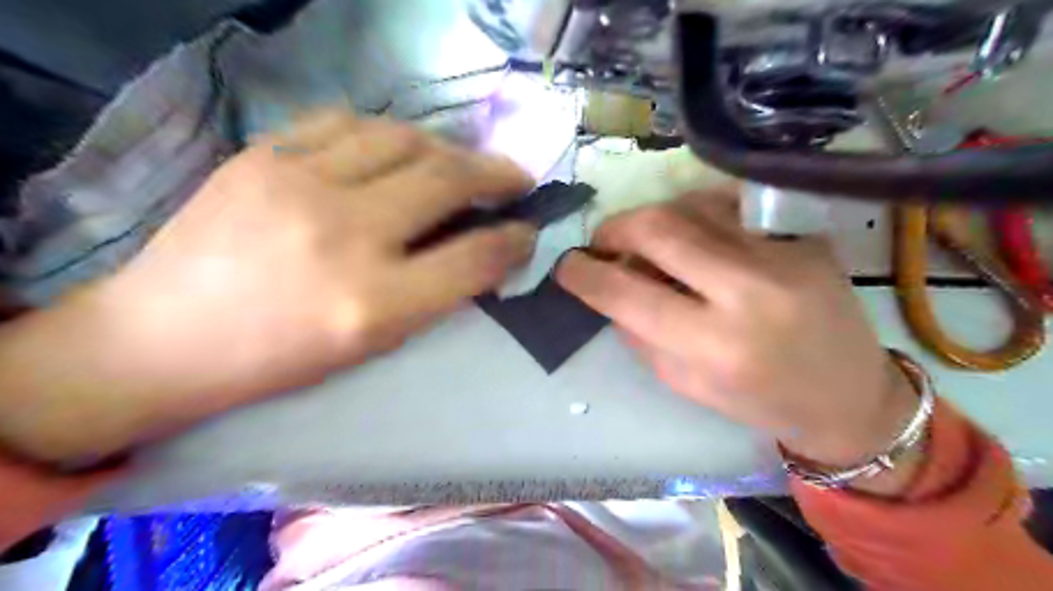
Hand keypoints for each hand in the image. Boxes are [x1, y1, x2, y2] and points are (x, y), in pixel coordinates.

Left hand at [0, 112, 538, 460]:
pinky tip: (396, 149)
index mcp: (374, 304)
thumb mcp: (372, 344)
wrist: (162, 339)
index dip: (514, 239)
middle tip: (515, 178)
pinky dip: (388, 133)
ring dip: (447, 148)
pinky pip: (347, 123)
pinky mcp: (262, 155)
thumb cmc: (279, 359)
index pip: (474, 257)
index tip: (528, 229)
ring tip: (459, 162)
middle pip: (447, 181)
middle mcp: (345, 236)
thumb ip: (436, 294)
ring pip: (404, 139)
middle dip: (497, 175)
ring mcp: (298, 184)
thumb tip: (486, 249)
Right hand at [554, 190, 918, 474]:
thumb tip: (609, 282)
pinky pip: (727, 205)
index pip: (627, 292)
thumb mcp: (683, 382)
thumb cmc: (758, 400)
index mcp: (716, 345)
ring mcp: (782, 253)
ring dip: (653, 220)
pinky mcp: (802, 234)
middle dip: (614, 229)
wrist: (849, 392)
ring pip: (690, 205)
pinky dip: (694, 215)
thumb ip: (639, 331)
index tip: (566, 266)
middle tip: (603, 244)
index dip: (584, 274)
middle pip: (658, 228)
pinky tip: (692, 236)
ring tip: (648, 244)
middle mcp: (749, 291)